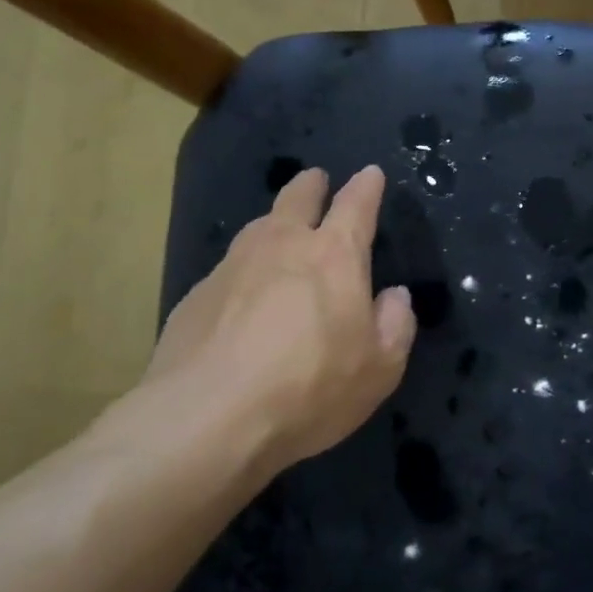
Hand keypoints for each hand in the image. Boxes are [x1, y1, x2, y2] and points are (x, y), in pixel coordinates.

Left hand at [120, 165, 416, 480]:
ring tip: (280, 230)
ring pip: (258, 227)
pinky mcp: (196, 295)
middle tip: (316, 180)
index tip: (371, 173)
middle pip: (297, 198)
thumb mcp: (380, 369)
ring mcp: (233, 266)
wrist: (207, 418)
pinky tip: (243, 296)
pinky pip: (229, 269)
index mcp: (335, 256)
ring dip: (274, 221)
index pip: (356, 205)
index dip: (367, 187)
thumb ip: (395, 325)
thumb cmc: (311, 389)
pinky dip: (244, 270)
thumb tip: (394, 296)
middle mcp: (282, 246)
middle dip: (311, 185)